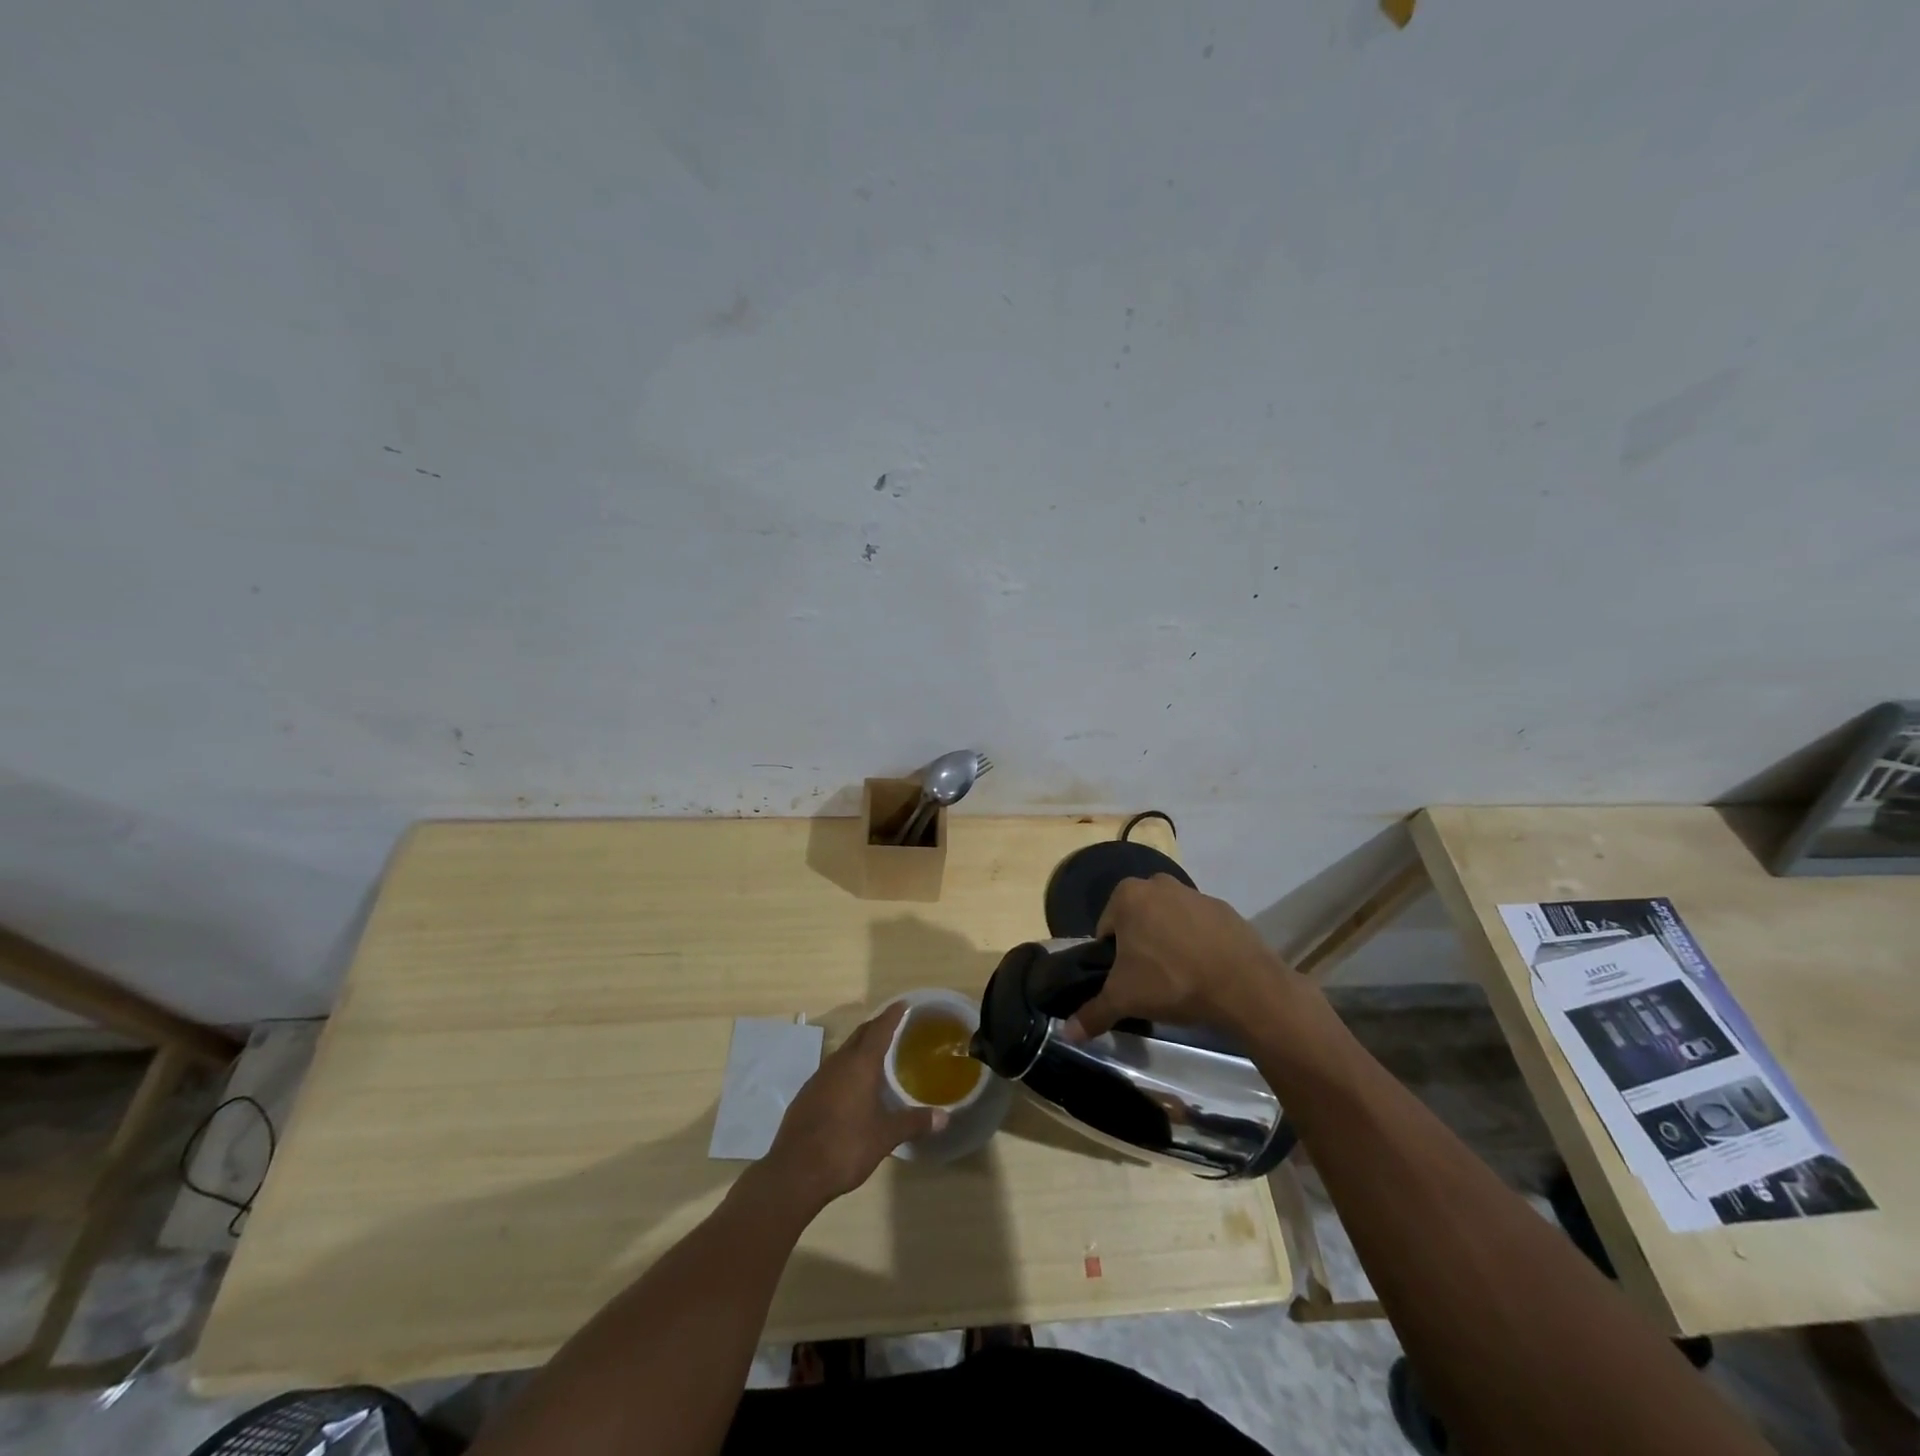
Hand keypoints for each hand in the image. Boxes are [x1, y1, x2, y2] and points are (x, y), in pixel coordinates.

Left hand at [760, 1003, 945, 1213]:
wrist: (795, 1173)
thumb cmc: (846, 1147)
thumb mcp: (885, 1136)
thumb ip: (914, 1122)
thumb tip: (945, 1117)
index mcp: (859, 1065)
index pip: (879, 1029)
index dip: (892, 1015)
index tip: (903, 1004)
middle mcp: (838, 1063)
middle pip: (859, 1035)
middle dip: (876, 1027)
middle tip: (894, 1026)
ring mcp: (818, 1078)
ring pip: (843, 1053)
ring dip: (860, 1049)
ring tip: (877, 1057)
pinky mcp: (806, 1096)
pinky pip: (832, 1071)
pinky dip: (846, 1069)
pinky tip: (852, 1088)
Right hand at [1070, 874, 1289, 1038]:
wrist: (1244, 986)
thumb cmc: (1171, 981)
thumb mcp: (1125, 999)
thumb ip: (1093, 1013)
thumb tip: (1067, 1033)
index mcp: (1128, 895)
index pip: (1106, 927)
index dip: (1112, 956)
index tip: (1126, 979)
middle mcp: (1159, 883)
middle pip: (1138, 919)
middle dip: (1140, 945)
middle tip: (1150, 980)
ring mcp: (1195, 893)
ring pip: (1169, 920)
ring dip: (1169, 942)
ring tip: (1179, 979)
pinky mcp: (1225, 909)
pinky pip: (1200, 926)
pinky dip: (1198, 944)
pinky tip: (1206, 971)